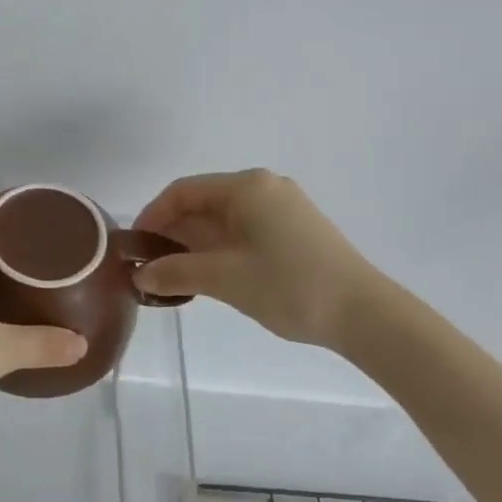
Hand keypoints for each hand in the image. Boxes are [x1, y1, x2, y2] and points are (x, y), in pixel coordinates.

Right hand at [134, 169, 384, 352]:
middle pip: (204, 202)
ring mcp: (284, 207)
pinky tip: (212, 274)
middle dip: (173, 232)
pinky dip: (221, 247)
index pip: (183, 191)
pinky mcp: (297, 229)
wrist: (366, 315)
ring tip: (176, 274)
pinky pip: (246, 229)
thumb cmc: (289, 286)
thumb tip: (140, 275)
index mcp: (246, 187)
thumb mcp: (224, 279)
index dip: (153, 216)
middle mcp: (264, 187)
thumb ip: (176, 272)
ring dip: (196, 243)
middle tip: (152, 265)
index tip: (135, 247)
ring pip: (225, 218)